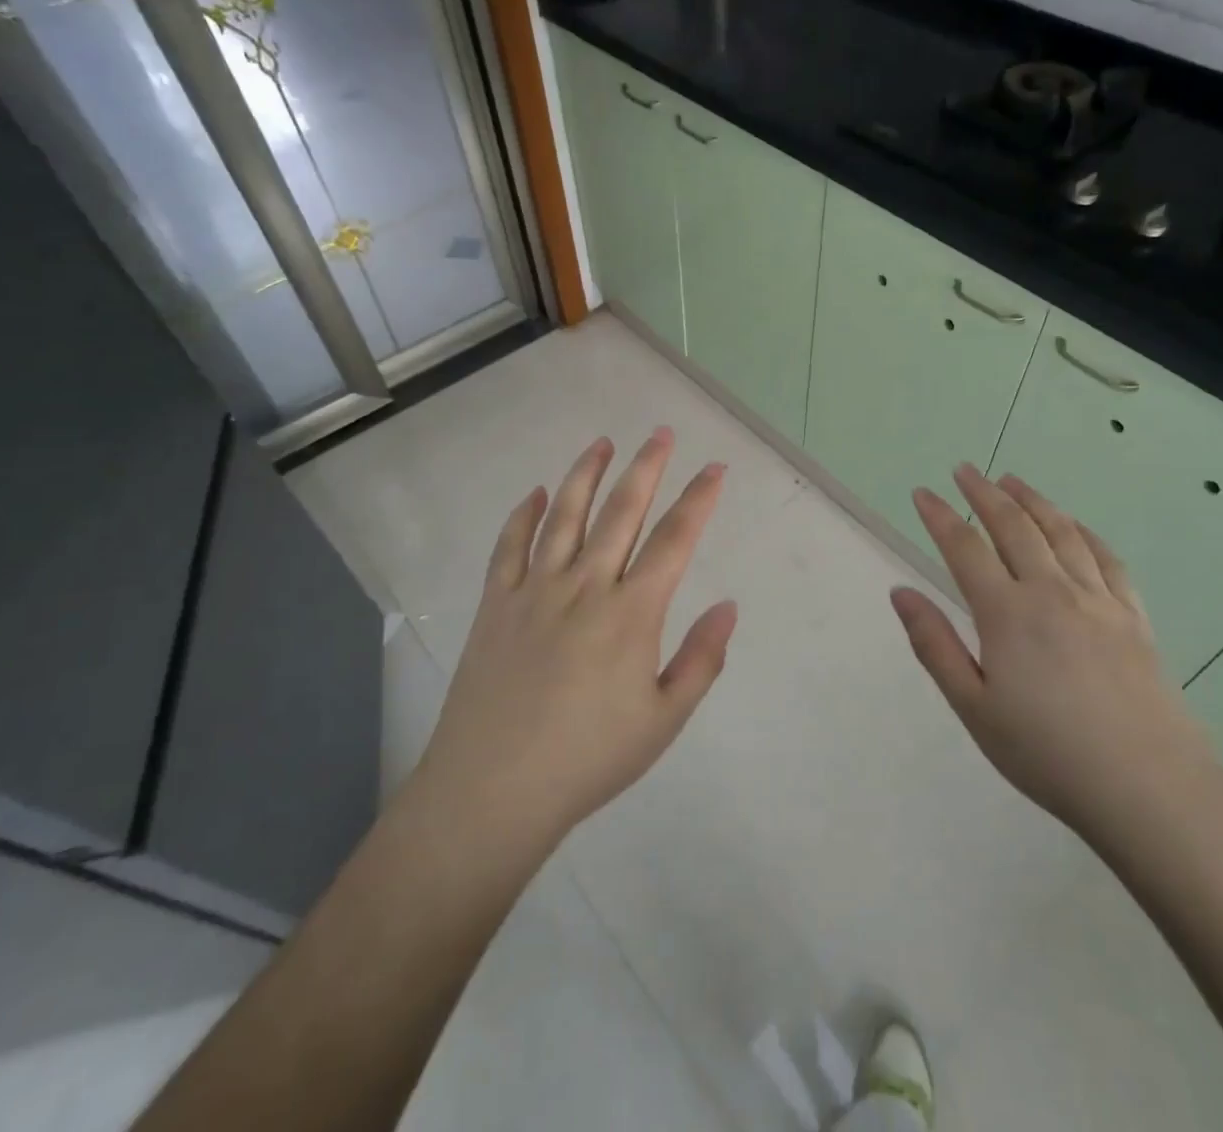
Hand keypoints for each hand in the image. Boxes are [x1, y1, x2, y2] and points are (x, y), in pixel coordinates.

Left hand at [414, 429, 736, 854]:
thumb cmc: (589, 759)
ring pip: (564, 515)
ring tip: (602, 443)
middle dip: (646, 467)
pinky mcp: (496, 603)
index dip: (698, 499)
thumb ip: (701, 659)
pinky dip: (523, 515)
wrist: (493, 790)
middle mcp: (585, 585)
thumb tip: (729, 605)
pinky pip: (509, 546)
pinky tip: (533, 493)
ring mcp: (535, 589)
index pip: (674, 540)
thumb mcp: (663, 720)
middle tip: (661, 433)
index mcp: (631, 613)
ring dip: (586, 475)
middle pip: (622, 511)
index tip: (715, 468)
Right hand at [890, 465, 1216, 838]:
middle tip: (964, 470)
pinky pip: (1106, 558)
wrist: (1151, 790)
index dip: (939, 515)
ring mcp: (1098, 600)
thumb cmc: (1048, 753)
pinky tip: (1074, 525)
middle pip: (1013, 526)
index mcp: (1007, 613)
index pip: (964, 547)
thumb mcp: (974, 708)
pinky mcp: (1134, 617)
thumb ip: (935, 645)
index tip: (922, 493)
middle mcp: (1051, 591)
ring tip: (1012, 480)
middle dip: (984, 493)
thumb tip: (900, 592)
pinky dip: (1084, 531)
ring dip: (1032, 500)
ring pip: (1061, 532)